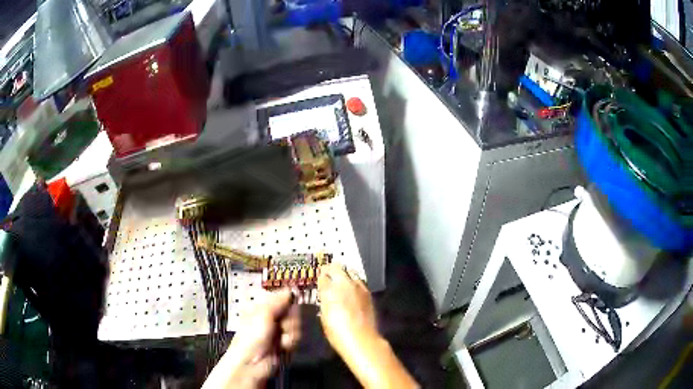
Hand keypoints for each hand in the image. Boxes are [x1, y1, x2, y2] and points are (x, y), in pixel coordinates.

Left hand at [202, 289, 299, 388]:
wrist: (253, 363)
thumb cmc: (253, 337)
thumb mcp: (264, 315)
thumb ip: (279, 301)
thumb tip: (291, 288)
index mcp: (262, 306)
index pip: (282, 296)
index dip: (288, 301)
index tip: (291, 304)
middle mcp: (271, 316)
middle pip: (292, 311)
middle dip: (290, 320)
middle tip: (281, 327)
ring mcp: (278, 330)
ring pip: (296, 324)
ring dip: (290, 334)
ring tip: (280, 341)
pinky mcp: (285, 342)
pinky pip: (296, 337)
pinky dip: (290, 342)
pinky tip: (282, 347)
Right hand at [317, 264, 418, 388]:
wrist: (362, 339)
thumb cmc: (337, 332)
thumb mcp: (324, 316)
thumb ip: (324, 301)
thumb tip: (325, 294)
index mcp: (329, 290)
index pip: (323, 275)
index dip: (320, 275)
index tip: (319, 277)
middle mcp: (344, 284)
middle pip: (336, 268)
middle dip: (331, 269)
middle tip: (328, 272)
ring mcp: (358, 287)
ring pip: (349, 271)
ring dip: (344, 273)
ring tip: (340, 278)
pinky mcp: (368, 292)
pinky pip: (359, 281)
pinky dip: (354, 281)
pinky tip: (352, 287)